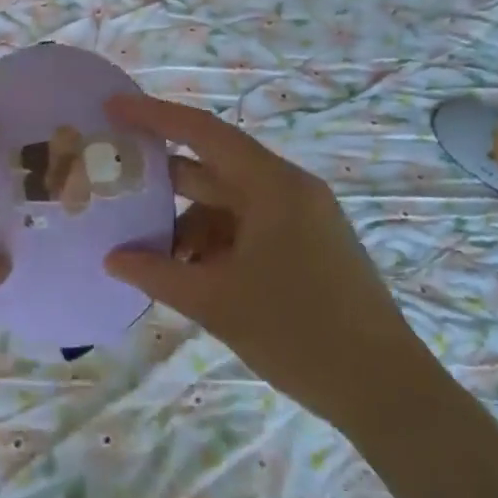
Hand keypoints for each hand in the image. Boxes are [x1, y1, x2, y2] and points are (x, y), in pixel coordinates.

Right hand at [103, 94, 428, 429]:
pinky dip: (214, 243)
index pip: (204, 133)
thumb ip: (157, 274)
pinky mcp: (306, 245)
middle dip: (164, 180)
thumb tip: (112, 259)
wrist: (385, 391)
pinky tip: (190, 275)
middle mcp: (288, 190)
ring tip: (152, 256)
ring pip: (227, 204)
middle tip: (115, 183)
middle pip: (213, 168)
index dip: (154, 116)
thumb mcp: (217, 302)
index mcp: (273, 187)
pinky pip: (247, 228)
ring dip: (188, 224)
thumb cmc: (299, 334)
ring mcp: (301, 218)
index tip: (113, 107)